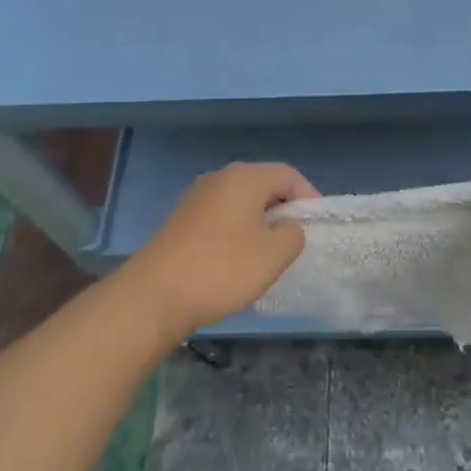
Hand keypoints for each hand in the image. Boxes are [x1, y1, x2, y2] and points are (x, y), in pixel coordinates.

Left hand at [127, 162, 314, 337]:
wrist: (154, 295)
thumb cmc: (222, 269)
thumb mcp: (273, 255)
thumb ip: (294, 234)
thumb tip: (289, 227)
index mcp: (245, 177)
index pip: (289, 175)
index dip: (309, 198)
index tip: (316, 227)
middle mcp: (220, 177)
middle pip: (264, 185)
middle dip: (284, 210)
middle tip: (295, 241)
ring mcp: (196, 197)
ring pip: (241, 202)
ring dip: (259, 222)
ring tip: (267, 254)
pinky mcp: (181, 220)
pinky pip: (221, 216)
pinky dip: (236, 232)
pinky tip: (235, 261)